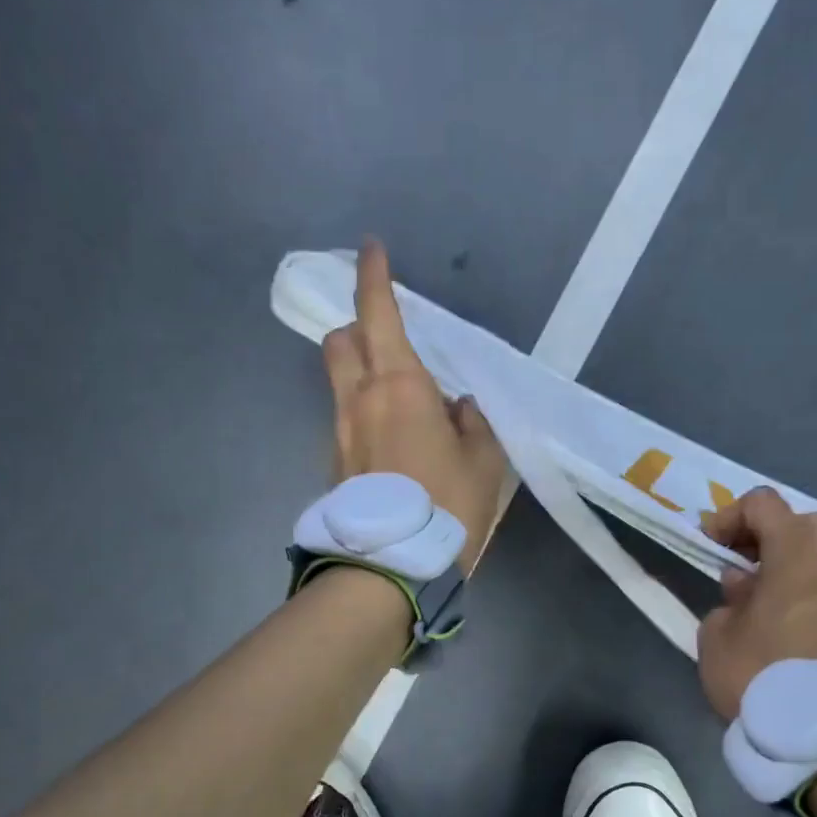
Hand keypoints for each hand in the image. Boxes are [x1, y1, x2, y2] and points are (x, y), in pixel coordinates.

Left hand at [323, 240, 508, 573]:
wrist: (393, 567)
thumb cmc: (448, 504)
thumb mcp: (483, 462)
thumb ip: (472, 423)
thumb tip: (458, 408)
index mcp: (399, 384)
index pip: (378, 313)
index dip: (374, 276)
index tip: (372, 249)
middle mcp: (359, 398)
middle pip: (340, 340)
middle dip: (358, 326)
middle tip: (388, 339)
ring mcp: (339, 431)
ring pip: (339, 381)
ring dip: (360, 372)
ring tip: (399, 399)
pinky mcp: (333, 462)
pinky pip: (346, 419)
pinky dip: (365, 413)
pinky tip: (394, 444)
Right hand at [695, 487, 816, 720]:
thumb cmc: (759, 672)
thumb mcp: (717, 634)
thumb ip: (729, 599)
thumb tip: (747, 587)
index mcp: (796, 551)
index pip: (764, 503)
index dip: (731, 516)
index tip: (713, 545)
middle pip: (806, 521)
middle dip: (773, 534)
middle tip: (747, 564)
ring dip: (804, 561)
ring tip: (777, 591)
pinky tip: (799, 617)